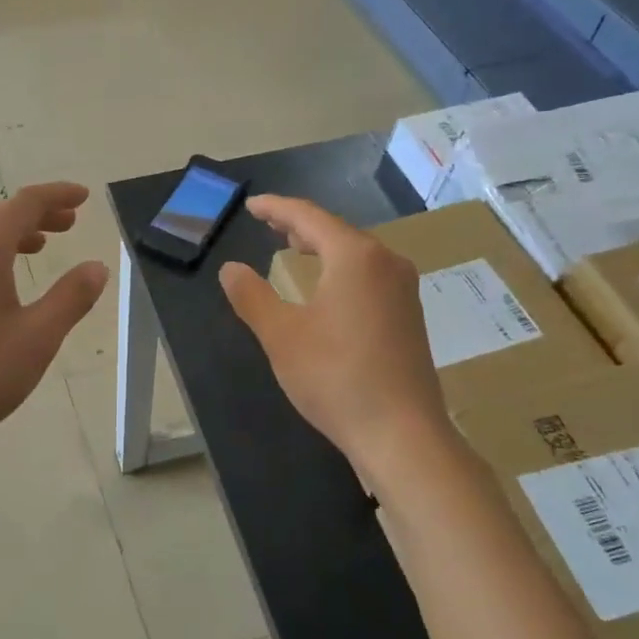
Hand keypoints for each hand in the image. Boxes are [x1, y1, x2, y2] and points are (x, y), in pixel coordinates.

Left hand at [0, 183, 108, 463]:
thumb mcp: (37, 337)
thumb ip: (71, 298)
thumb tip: (96, 267)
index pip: (23, 204)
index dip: (56, 195)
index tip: (84, 197)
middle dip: (38, 214)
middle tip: (70, 222)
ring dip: (15, 234)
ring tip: (43, 245)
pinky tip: (3, 282)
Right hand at [219, 196, 447, 465]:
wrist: (402, 434)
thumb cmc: (335, 377)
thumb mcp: (281, 335)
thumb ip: (252, 297)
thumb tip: (231, 269)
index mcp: (356, 257)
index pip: (309, 217)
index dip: (276, 208)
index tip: (251, 205)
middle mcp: (386, 264)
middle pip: (337, 231)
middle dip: (300, 226)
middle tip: (269, 224)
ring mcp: (403, 291)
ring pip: (356, 254)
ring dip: (322, 247)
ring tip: (295, 248)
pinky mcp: (408, 317)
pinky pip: (369, 276)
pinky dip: (340, 269)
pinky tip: (329, 288)